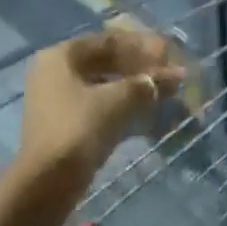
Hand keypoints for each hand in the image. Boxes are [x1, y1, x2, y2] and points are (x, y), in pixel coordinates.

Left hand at [19, 24, 183, 179]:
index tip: (169, 56)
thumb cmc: (80, 129)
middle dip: (141, 67)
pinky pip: (100, 104)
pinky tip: (147, 113)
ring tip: (164, 93)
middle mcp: (55, 72)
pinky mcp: (65, 124)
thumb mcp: (119, 100)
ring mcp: (58, 100)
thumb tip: (179, 74)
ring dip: (135, 87)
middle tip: (169, 75)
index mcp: (61, 56)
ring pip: (104, 84)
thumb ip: (150, 83)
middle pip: (106, 61)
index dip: (143, 46)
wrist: (47, 185)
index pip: (110, 40)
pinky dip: (123, 105)